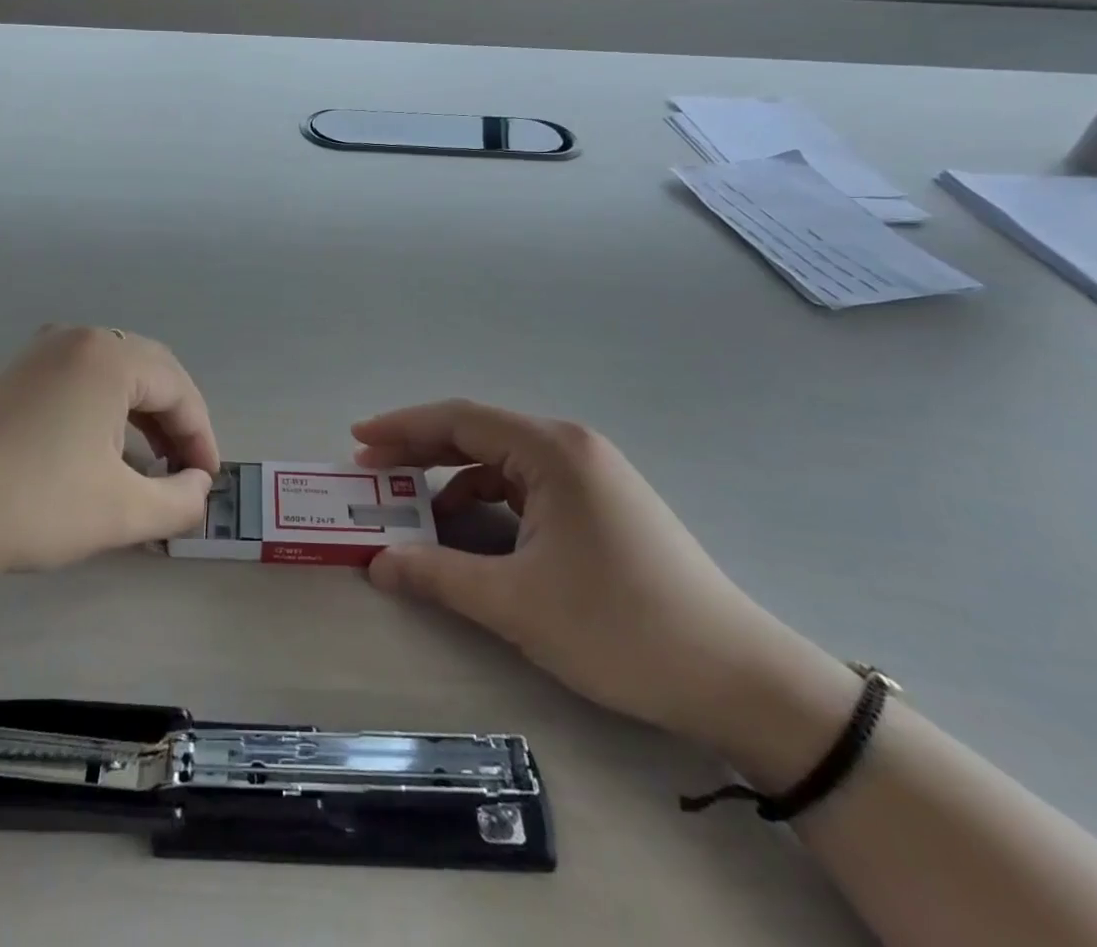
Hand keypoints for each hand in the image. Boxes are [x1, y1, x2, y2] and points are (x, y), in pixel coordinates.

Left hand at [0, 326, 219, 582]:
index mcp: (110, 356)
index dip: (202, 438)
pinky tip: (102, 455)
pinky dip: (106, 415)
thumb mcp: (119, 512)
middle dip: (175, 425)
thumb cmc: (26, 503)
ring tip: (149, 468)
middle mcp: (79, 338)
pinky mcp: (17, 373)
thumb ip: (178, 501)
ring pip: (116, 379)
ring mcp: (42, 351)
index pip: (180, 390)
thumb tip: (199, 487)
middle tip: (184, 474)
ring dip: (142, 419)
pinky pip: (82, 383)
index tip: (207, 484)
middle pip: (151, 375)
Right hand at [357, 401, 854, 761]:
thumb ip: (438, 575)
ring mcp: (589, 474)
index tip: (357, 439)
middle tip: (370, 468)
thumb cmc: (621, 627)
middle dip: (420, 449)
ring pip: (500, 461)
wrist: (738, 678)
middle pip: (477, 433)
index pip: (459, 420)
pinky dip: (485, 500)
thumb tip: (377, 563)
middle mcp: (569, 447)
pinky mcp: (599, 503)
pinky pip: (524, 486)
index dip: (402, 427)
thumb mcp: (517, 603)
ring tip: (409, 502)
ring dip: (450, 477)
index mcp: (551, 450)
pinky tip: (466, 529)